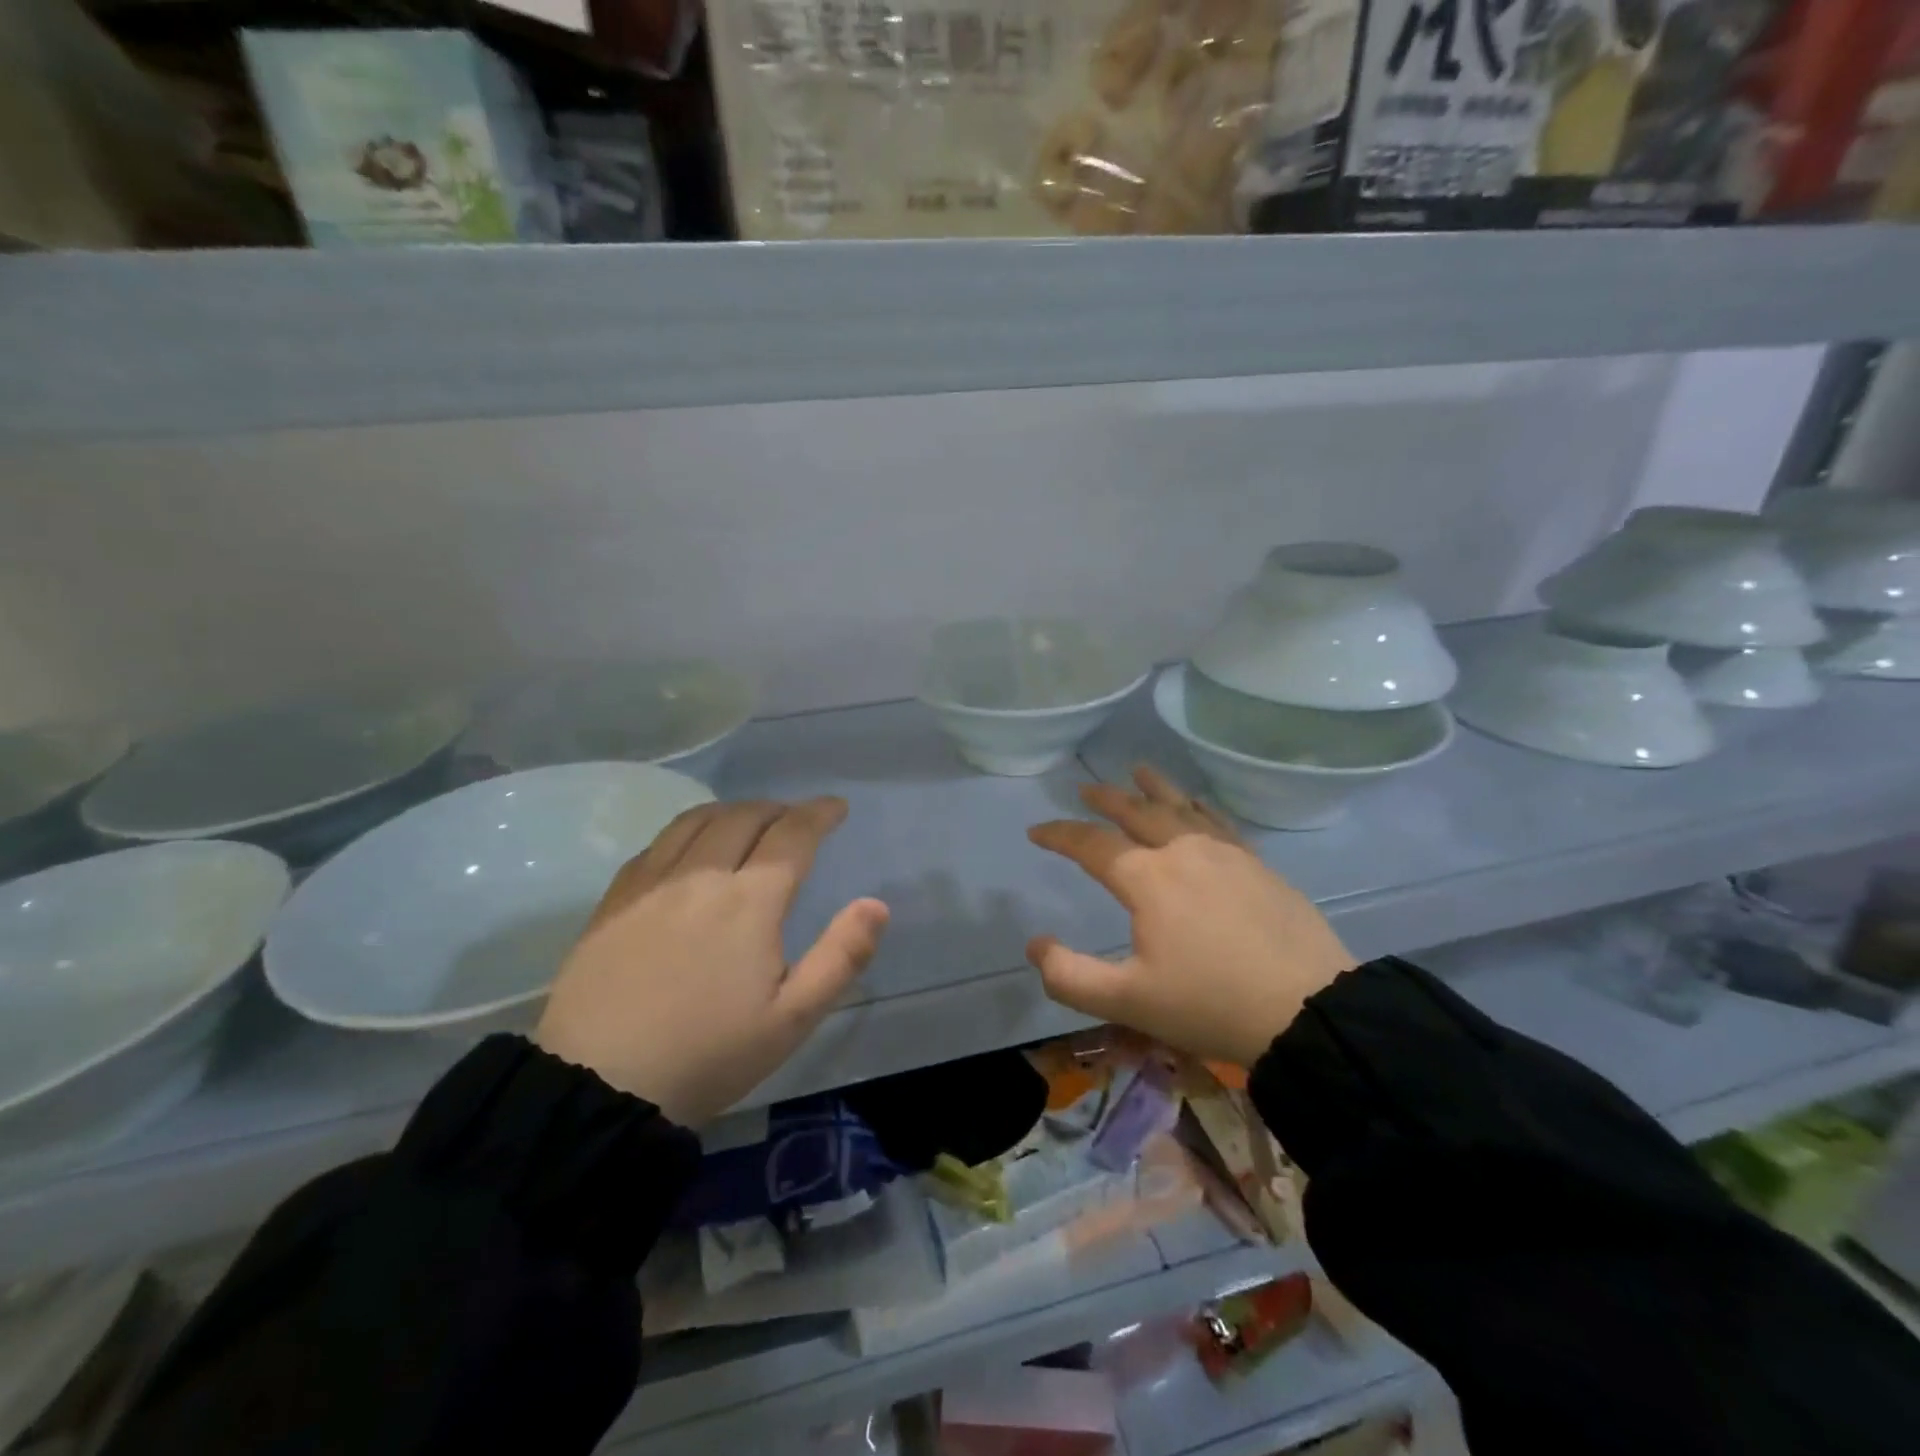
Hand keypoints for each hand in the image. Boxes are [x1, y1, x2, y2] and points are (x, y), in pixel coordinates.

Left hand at [536, 798, 888, 1125]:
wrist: (598, 1087)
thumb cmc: (708, 1055)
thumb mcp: (792, 1019)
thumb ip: (841, 957)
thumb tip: (876, 904)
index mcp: (748, 901)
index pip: (791, 835)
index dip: (818, 814)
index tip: (836, 806)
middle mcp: (700, 877)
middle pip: (744, 817)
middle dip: (778, 808)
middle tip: (796, 817)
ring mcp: (651, 886)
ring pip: (696, 822)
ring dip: (732, 810)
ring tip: (748, 819)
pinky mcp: (613, 903)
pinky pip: (656, 845)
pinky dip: (687, 831)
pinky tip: (689, 848)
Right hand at [1026, 766, 1356, 1066]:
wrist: (1309, 1009)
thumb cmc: (1211, 1004)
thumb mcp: (1128, 1001)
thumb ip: (1070, 976)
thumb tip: (1035, 944)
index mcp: (1148, 879)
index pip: (1092, 845)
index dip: (1060, 835)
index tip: (1036, 831)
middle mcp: (1183, 852)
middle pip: (1137, 812)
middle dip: (1107, 799)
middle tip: (1086, 789)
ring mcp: (1226, 854)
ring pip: (1181, 808)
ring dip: (1154, 788)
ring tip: (1139, 769)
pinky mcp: (1258, 865)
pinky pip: (1219, 822)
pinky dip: (1199, 807)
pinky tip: (1198, 804)